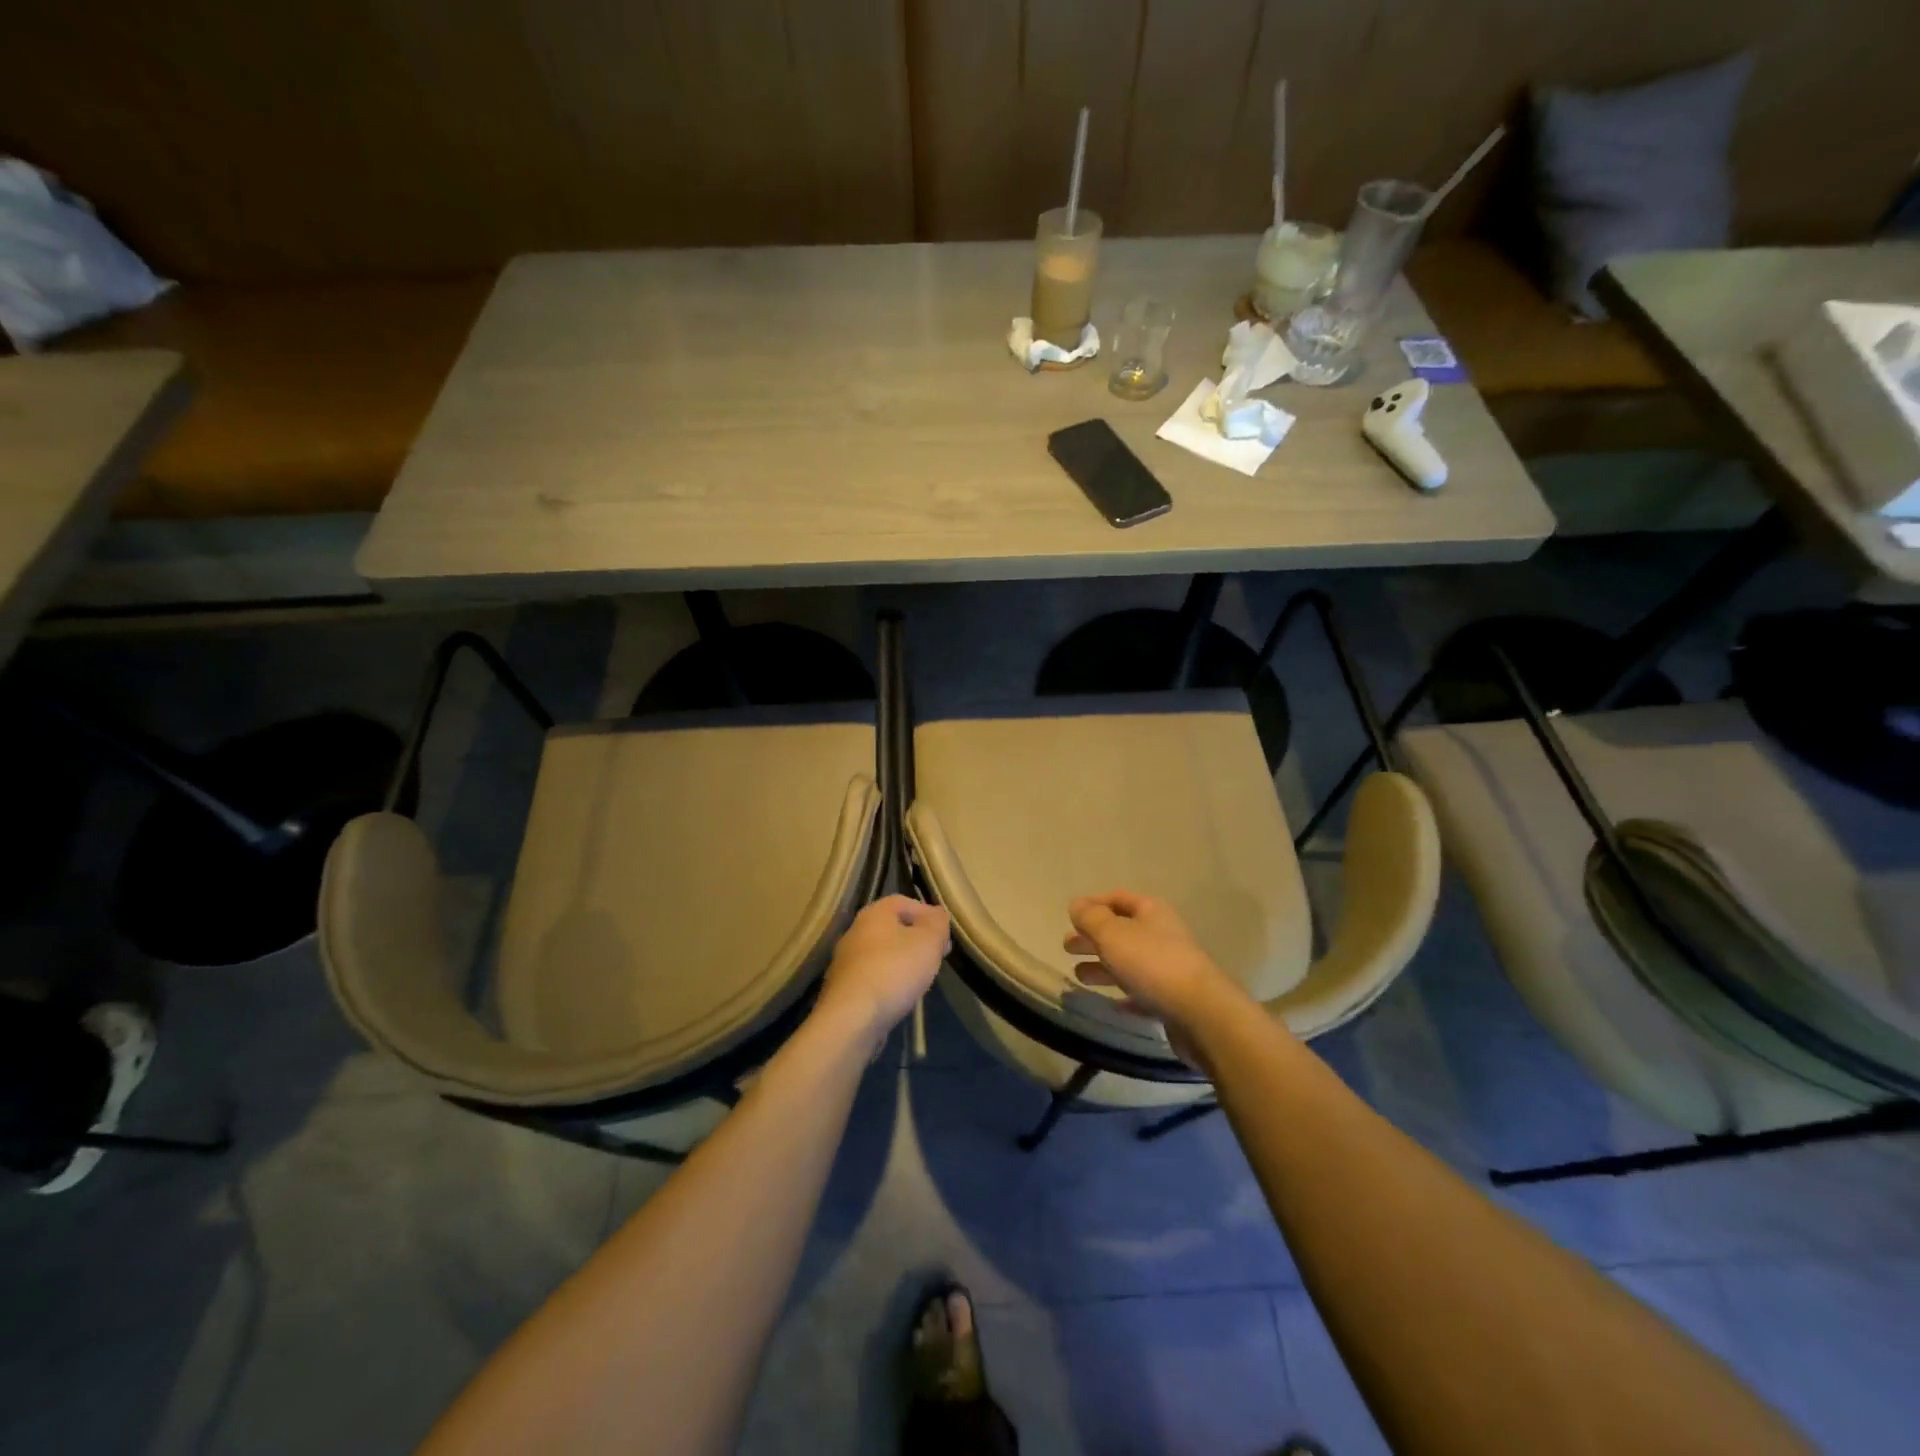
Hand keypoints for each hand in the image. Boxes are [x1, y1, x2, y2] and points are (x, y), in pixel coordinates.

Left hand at [820, 894, 950, 1043]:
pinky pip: (872, 976)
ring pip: (881, 953)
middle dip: (916, 939)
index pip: (904, 902)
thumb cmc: (894, 970)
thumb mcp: (928, 941)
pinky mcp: (843, 988)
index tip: (943, 934)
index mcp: (874, 913)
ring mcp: (845, 961)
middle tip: (935, 956)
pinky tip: (899, 996)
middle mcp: (855, 932)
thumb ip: (937, 923)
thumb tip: (938, 914)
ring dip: (902, 961)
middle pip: (892, 928)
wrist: (852, 1018)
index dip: (927, 913)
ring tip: (920, 978)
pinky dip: (888, 981)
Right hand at [1064, 891, 1241, 1047]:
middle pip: (1121, 931)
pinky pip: (1142, 992)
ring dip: (1102, 966)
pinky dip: (1123, 994)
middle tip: (1066, 947)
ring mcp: (1169, 968)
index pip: (1118, 898)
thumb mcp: (1112, 934)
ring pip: (1129, 962)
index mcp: (1151, 912)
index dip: (1093, 904)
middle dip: (1093, 937)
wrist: (1200, 1013)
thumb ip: (1091, 918)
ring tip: (1079, 976)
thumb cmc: (1152, 963)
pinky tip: (1109, 1003)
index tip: (1070, 916)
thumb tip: (1076, 905)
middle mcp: (1162, 935)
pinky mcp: (1172, 999)